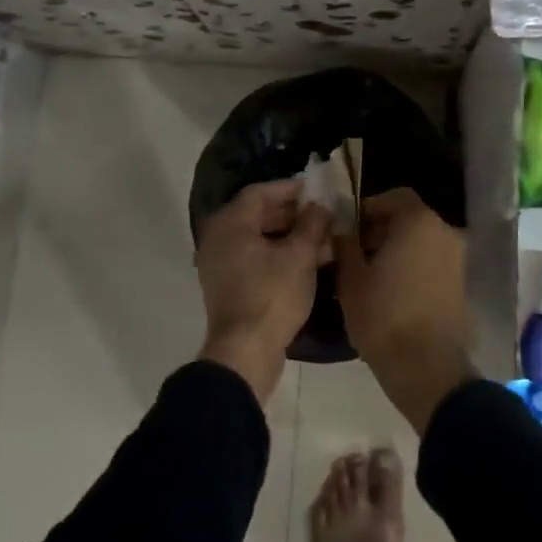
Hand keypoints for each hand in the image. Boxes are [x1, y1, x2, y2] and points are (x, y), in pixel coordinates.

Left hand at [196, 180, 330, 403]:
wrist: (245, 352)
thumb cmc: (272, 296)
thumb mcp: (300, 257)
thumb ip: (312, 225)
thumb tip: (319, 207)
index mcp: (230, 224)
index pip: (260, 193)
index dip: (289, 189)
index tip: (315, 190)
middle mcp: (218, 238)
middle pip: (257, 215)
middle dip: (293, 214)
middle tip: (323, 215)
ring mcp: (220, 264)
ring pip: (258, 239)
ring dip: (289, 237)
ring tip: (322, 240)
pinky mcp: (227, 286)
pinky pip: (254, 259)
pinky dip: (278, 255)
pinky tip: (307, 262)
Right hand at [333, 187, 478, 432]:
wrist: (426, 368)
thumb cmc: (383, 316)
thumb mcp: (351, 279)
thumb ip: (345, 245)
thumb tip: (342, 231)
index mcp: (419, 221)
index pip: (393, 197)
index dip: (368, 209)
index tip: (348, 229)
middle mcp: (444, 232)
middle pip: (409, 218)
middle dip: (381, 230)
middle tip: (354, 253)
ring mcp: (457, 259)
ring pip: (421, 242)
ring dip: (396, 250)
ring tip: (369, 275)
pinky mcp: (461, 284)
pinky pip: (431, 263)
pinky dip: (412, 267)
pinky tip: (390, 291)